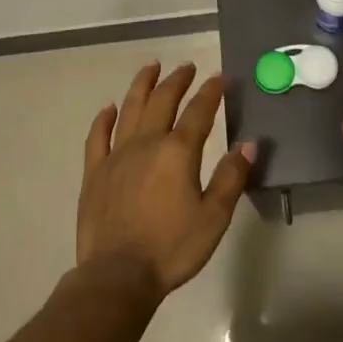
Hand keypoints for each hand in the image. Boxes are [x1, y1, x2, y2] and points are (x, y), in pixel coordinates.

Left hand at [78, 63, 256, 299]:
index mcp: (178, 152)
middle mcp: (146, 143)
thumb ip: (231, 178)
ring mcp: (116, 155)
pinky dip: (104, 119)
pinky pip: (98, 136)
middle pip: (163, 101)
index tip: (220, 77)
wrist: (118, 275)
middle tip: (187, 66)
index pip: (199, 112)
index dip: (211, 92)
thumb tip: (248, 144)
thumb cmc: (171, 248)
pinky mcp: (95, 172)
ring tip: (151, 66)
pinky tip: (109, 108)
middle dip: (177, 80)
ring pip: (130, 108)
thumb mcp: (213, 217)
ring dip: (142, 85)